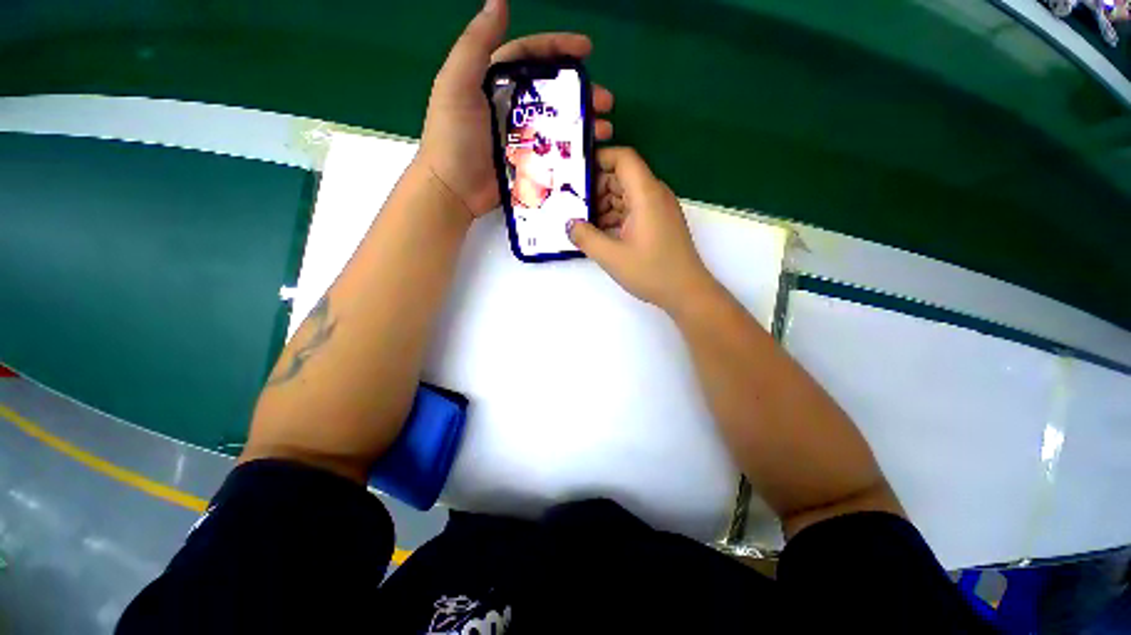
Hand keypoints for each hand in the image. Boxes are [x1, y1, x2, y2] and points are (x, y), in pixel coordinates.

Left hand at [417, 0, 614, 218]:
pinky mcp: (527, 164)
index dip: (558, 48)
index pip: (530, 57)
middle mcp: (511, 107)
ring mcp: (521, 138)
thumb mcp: (457, 84)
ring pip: (557, 124)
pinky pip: (554, 153)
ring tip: (606, 129)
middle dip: (581, 92)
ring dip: (583, 124)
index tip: (587, 49)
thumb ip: (476, 44)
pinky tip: (590, 153)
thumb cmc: (452, 137)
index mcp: (495, 83)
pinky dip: (572, 151)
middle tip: (606, 101)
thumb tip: (500, 0)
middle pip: (551, 93)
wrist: (452, 191)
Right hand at [567, 147, 717, 311]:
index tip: (576, 174)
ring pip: (626, 194)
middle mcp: (655, 194)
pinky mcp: (659, 222)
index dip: (599, 159)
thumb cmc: (651, 271)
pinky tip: (601, 233)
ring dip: (605, 204)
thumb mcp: (611, 256)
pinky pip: (634, 209)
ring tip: (584, 223)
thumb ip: (585, 237)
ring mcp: (659, 209)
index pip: (623, 158)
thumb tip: (569, 224)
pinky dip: (616, 216)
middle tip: (574, 205)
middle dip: (597, 187)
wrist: (686, 292)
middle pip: (623, 176)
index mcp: (646, 194)